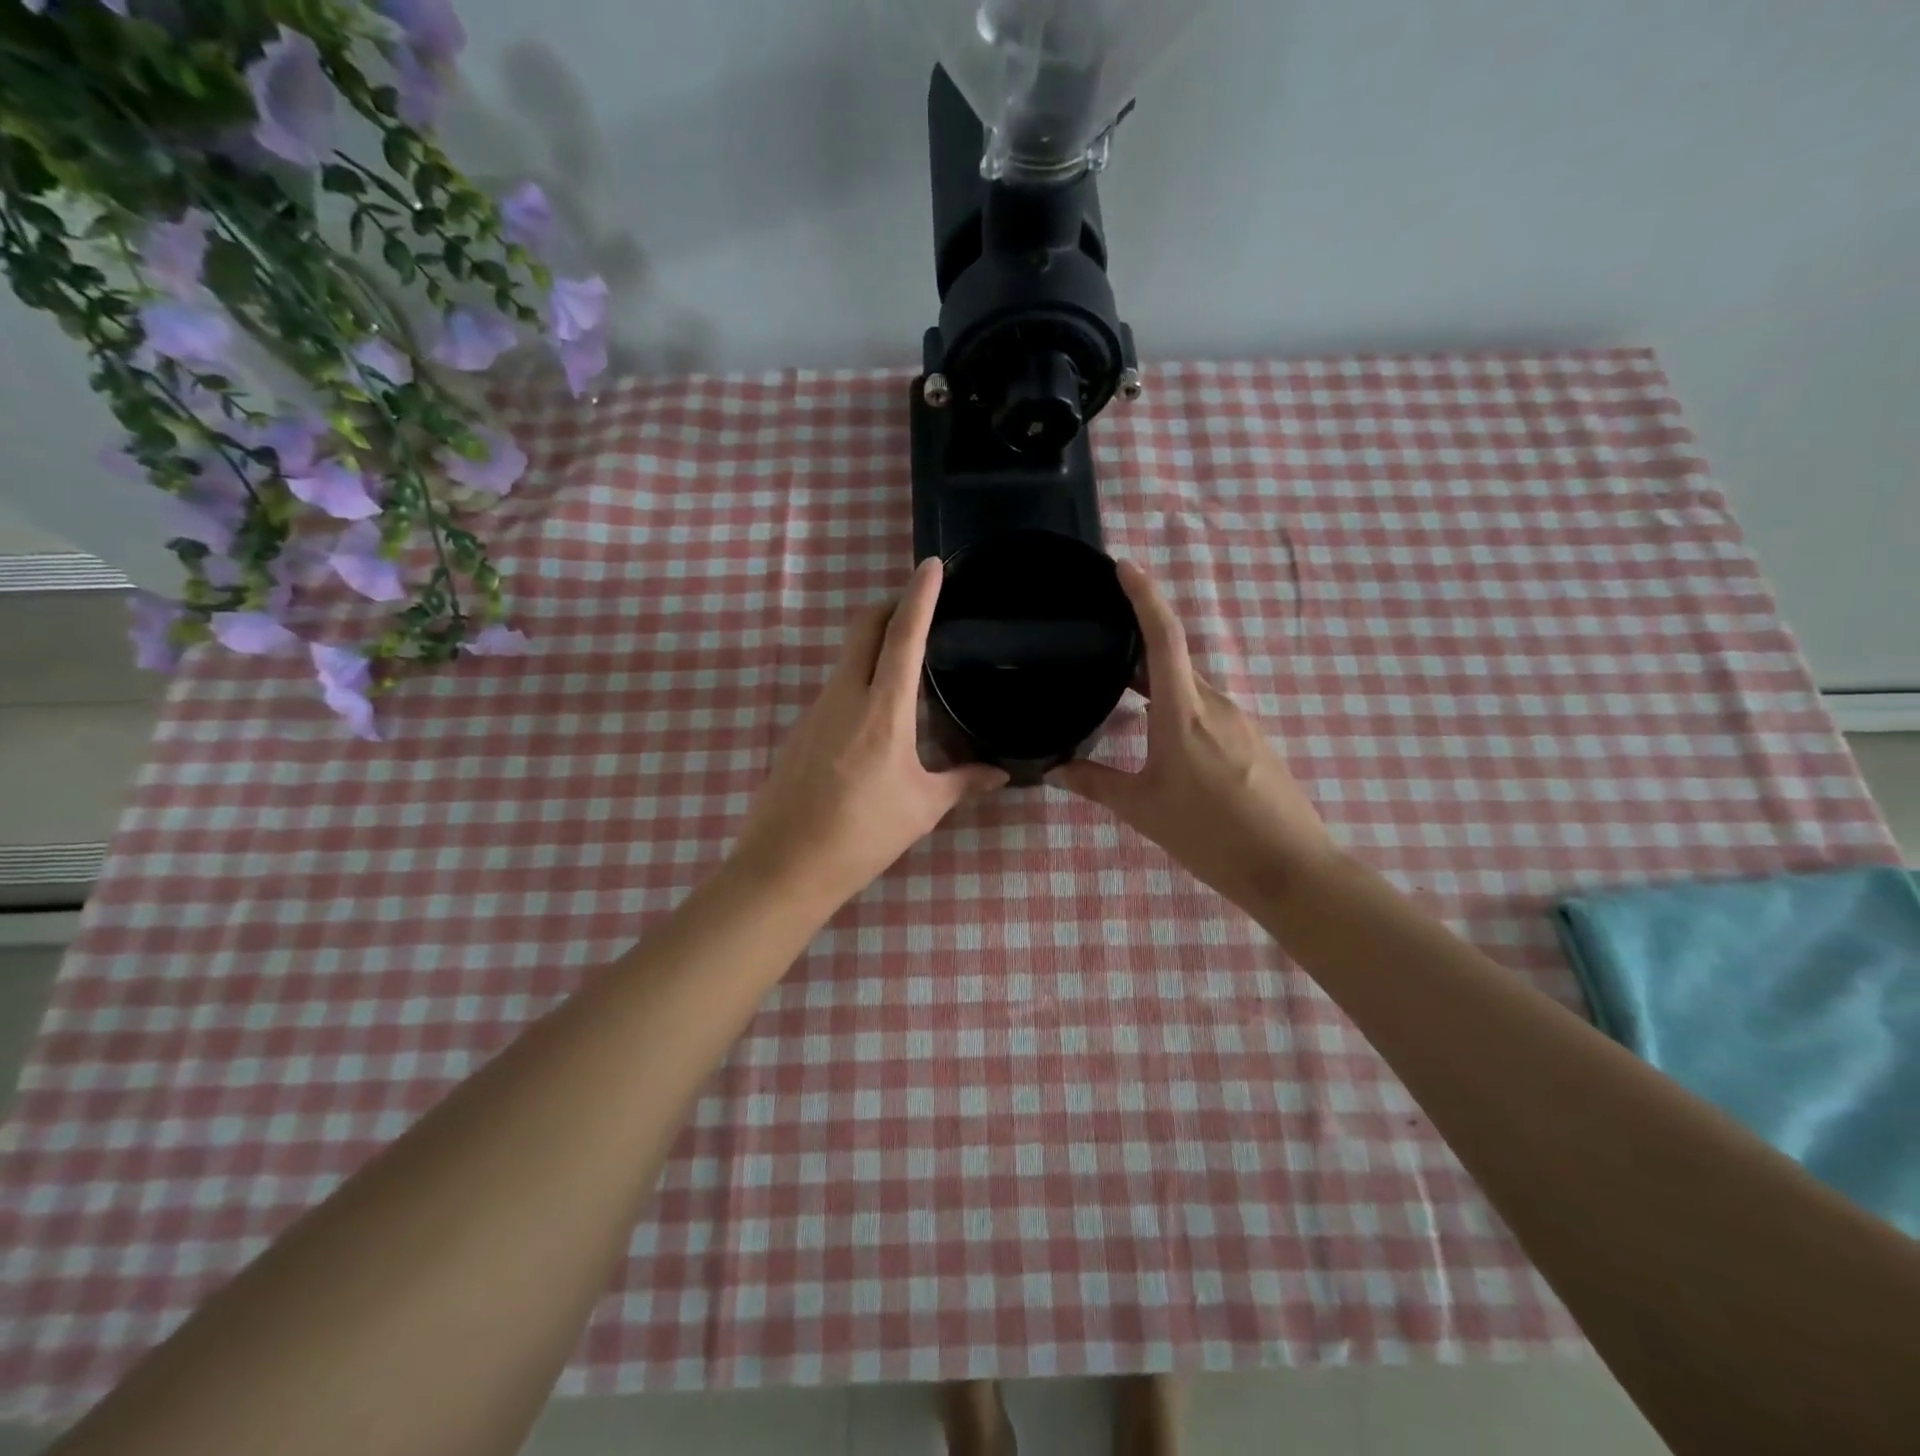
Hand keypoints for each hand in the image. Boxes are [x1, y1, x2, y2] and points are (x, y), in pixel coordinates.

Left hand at [733, 558, 1008, 911]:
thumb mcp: (922, 808)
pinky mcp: (800, 730)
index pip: (902, 635)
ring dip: (874, 646)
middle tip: (921, 611)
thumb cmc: (862, 834)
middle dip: (890, 607)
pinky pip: (835, 688)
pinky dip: (859, 680)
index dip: (919, 596)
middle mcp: (844, 696)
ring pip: (847, 657)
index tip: (930, 566)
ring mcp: (816, 711)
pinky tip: (876, 716)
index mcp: (882, 709)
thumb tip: (1001, 774)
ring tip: (907, 667)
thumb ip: (963, 782)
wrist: (784, 866)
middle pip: (863, 628)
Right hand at [1047, 561, 1338, 907]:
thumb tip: (1055, 769)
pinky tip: (1168, 744)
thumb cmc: (1208, 834)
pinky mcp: (1255, 740)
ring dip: (1160, 689)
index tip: (1125, 567)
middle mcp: (1216, 704)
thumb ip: (1096, 783)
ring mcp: (1241, 721)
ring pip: (1192, 689)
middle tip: (1101, 658)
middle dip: (1138, 655)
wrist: (1289, 868)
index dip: (1144, 597)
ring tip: (1126, 704)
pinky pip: (1211, 711)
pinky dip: (1182, 711)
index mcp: (1183, 712)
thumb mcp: (1142, 809)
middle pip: (1175, 661)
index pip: (1164, 638)